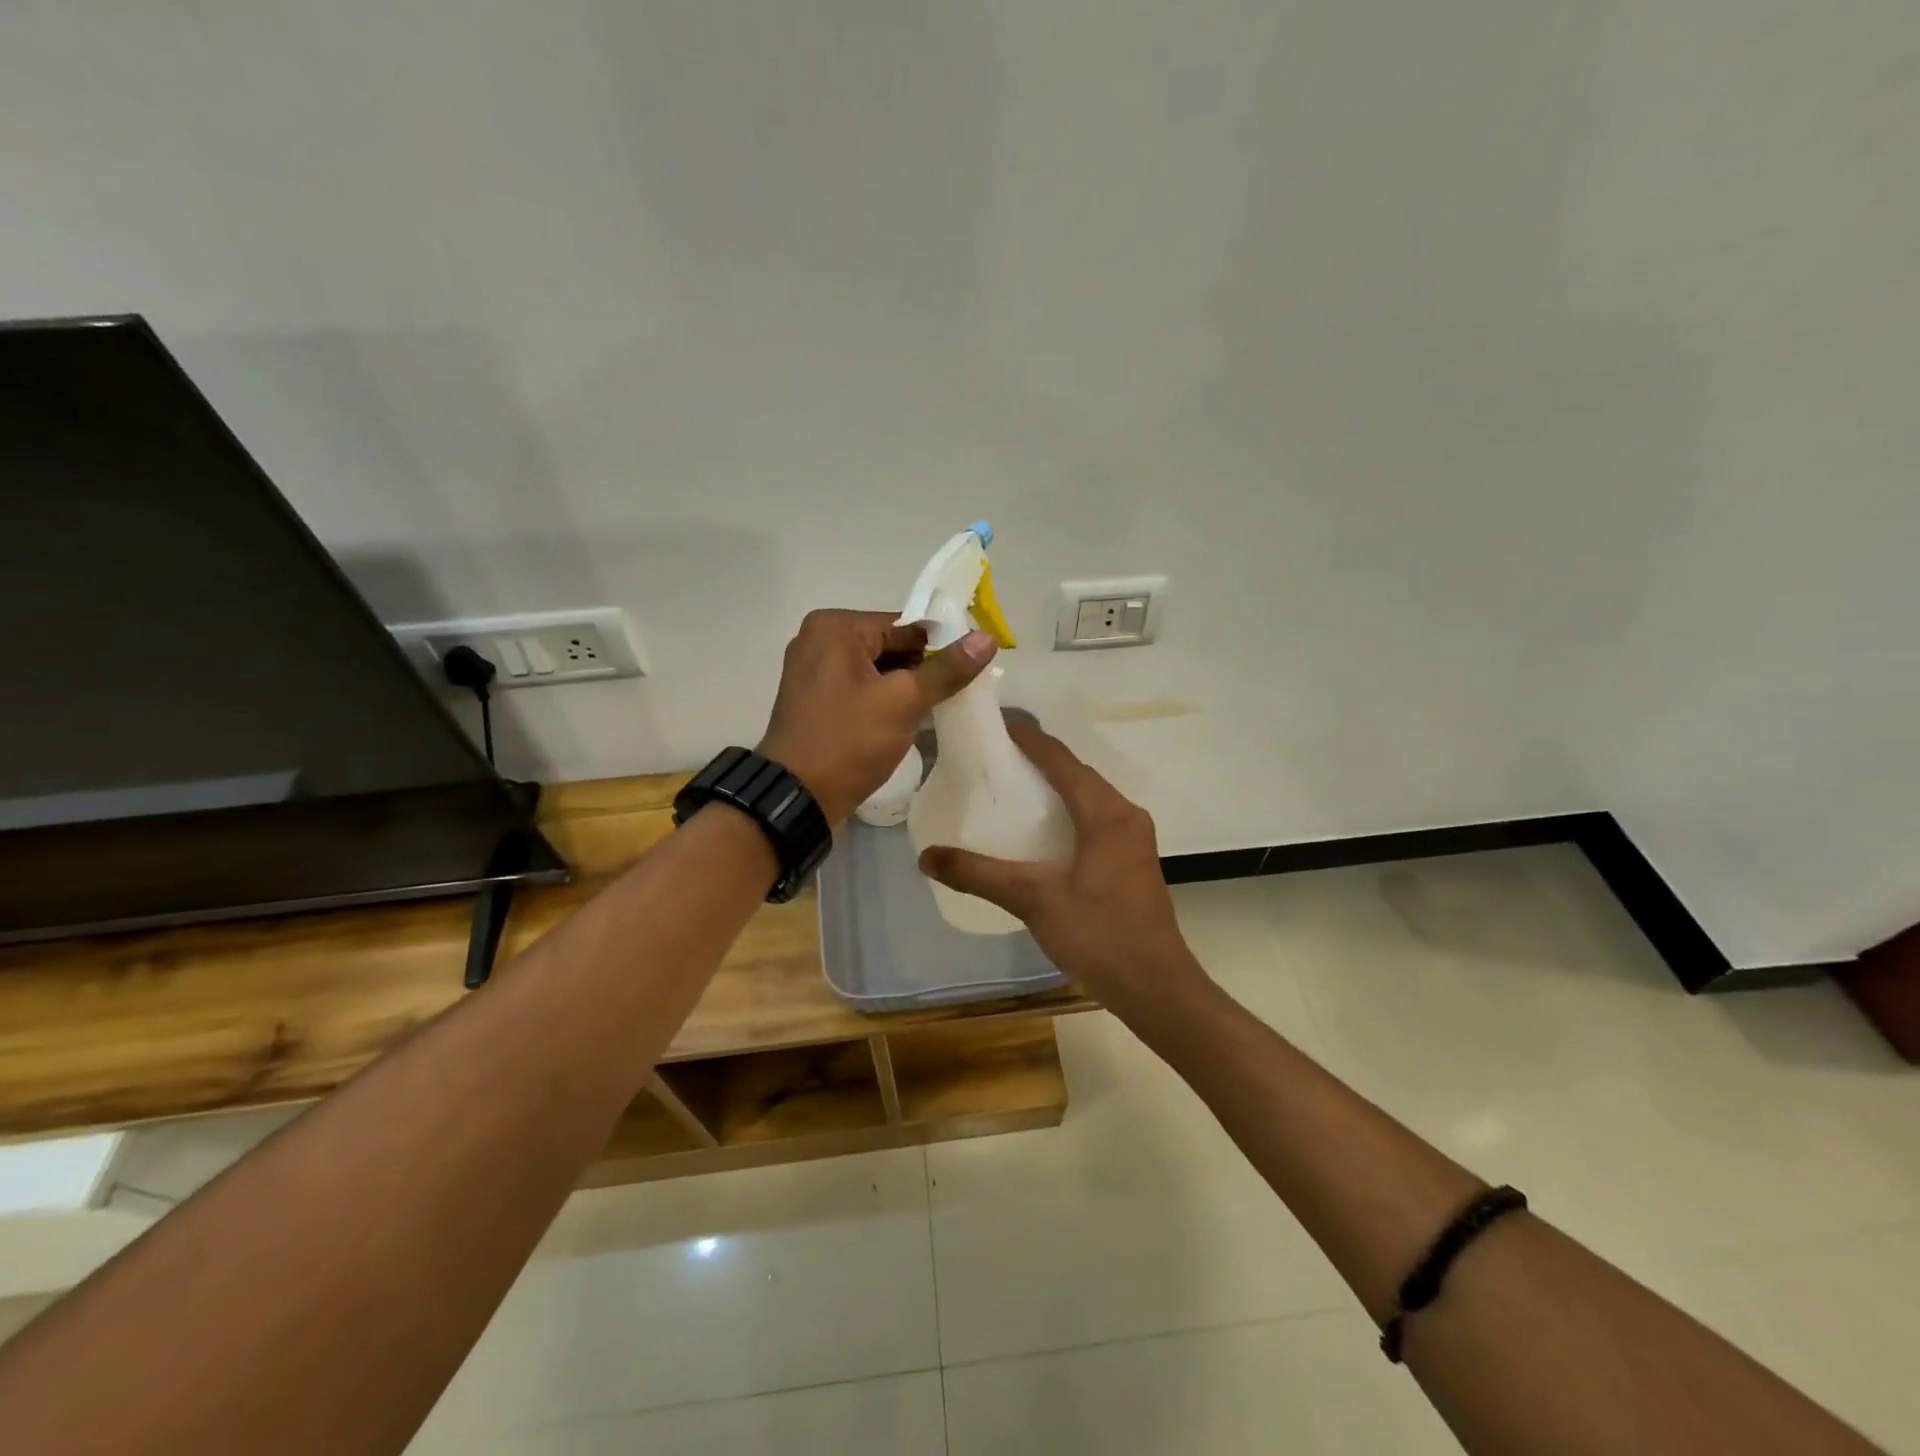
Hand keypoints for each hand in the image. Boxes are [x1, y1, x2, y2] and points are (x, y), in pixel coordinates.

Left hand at [758, 609, 995, 826]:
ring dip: (908, 687)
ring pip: (878, 669)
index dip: (943, 645)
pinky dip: (886, 700)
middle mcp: (819, 640)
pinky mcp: (817, 700)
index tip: (973, 668)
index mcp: (835, 627)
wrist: (797, 798)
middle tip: (960, 692)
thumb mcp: (903, 702)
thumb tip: (986, 638)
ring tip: (941, 707)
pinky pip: (862, 688)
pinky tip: (911, 719)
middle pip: (891, 645)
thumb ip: (946, 669)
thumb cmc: (848, 741)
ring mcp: (814, 672)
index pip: (905, 625)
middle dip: (924, 669)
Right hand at [917, 720, 1205, 1009]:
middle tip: (996, 757)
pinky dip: (1069, 811)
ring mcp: (1134, 838)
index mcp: (1106, 813)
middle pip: (1078, 774)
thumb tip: (926, 857)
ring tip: (1014, 787)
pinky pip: (1097, 818)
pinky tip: (1044, 831)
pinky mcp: (1133, 860)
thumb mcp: (1033, 899)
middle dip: (1040, 760)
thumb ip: (979, 874)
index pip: (1062, 761)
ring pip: (1090, 797)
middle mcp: (1125, 815)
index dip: (1029, 738)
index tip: (997, 722)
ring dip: (1056, 786)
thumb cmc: (1098, 935)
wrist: (1156, 987)